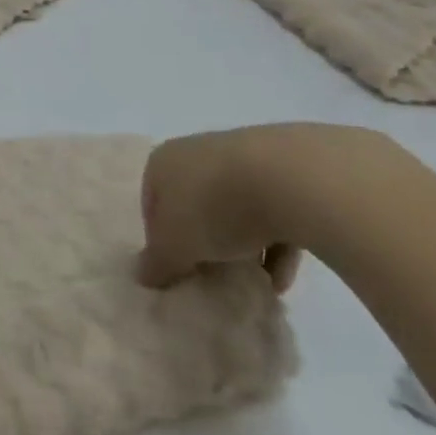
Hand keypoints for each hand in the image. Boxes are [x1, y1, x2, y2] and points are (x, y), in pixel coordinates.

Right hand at [138, 123, 409, 290]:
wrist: (292, 178)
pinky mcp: (289, 170)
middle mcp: (199, 151)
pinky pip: (275, 212)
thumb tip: (143, 275)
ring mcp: (245, 157)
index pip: (153, 203)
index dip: (162, 240)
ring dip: (243, 247)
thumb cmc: (214, 207)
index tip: (177, 268)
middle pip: (195, 204)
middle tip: (212, 274)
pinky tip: (283, 277)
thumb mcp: (174, 246)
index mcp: (163, 161)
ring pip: (236, 209)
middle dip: (205, 241)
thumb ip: (157, 263)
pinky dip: (276, 244)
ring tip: (253, 283)